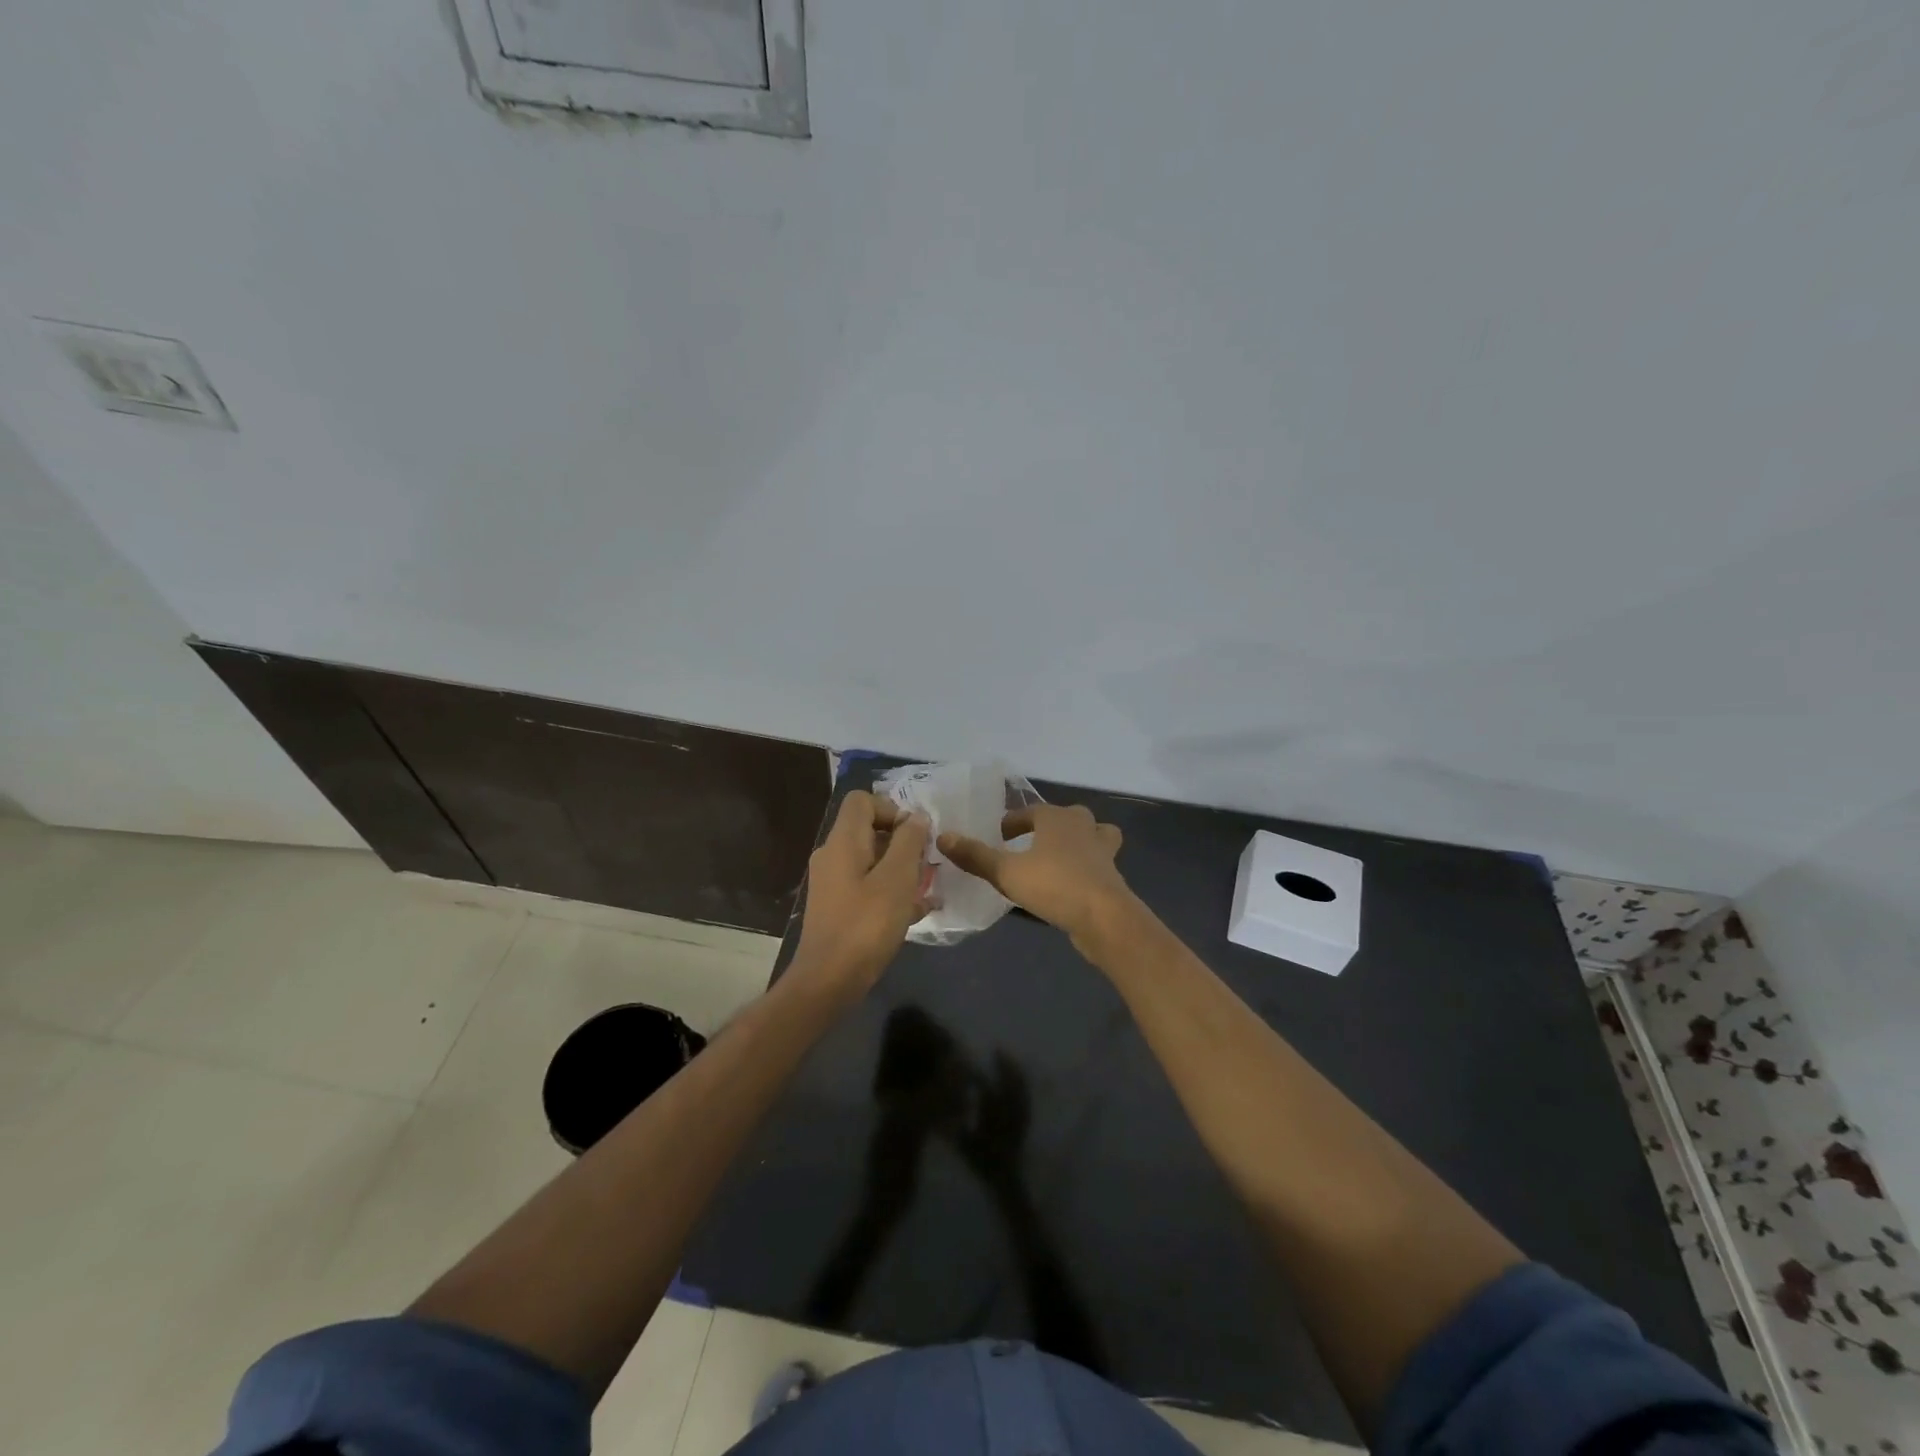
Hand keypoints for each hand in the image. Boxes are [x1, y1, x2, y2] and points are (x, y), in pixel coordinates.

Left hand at [791, 791, 932, 993]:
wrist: (828, 981)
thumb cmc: (866, 925)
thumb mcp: (897, 879)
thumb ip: (909, 842)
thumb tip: (916, 817)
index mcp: (843, 842)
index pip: (862, 800)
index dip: (892, 809)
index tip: (915, 835)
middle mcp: (833, 856)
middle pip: (869, 830)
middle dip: (902, 842)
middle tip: (927, 864)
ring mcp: (833, 883)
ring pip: (872, 860)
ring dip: (901, 868)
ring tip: (928, 888)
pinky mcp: (838, 908)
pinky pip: (868, 886)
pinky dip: (891, 891)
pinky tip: (918, 911)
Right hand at [938, 803, 1131, 944]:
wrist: (1105, 918)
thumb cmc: (1054, 885)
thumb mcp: (1007, 872)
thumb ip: (976, 856)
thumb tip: (943, 836)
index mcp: (1057, 818)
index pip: (1030, 811)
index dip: (1011, 823)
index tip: (997, 836)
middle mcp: (1083, 826)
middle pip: (1066, 817)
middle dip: (1047, 827)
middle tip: (1027, 844)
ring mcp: (1102, 851)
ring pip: (1092, 835)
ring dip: (1077, 842)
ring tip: (1058, 859)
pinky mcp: (1112, 876)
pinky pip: (1097, 863)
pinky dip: (1086, 868)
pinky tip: (1070, 885)